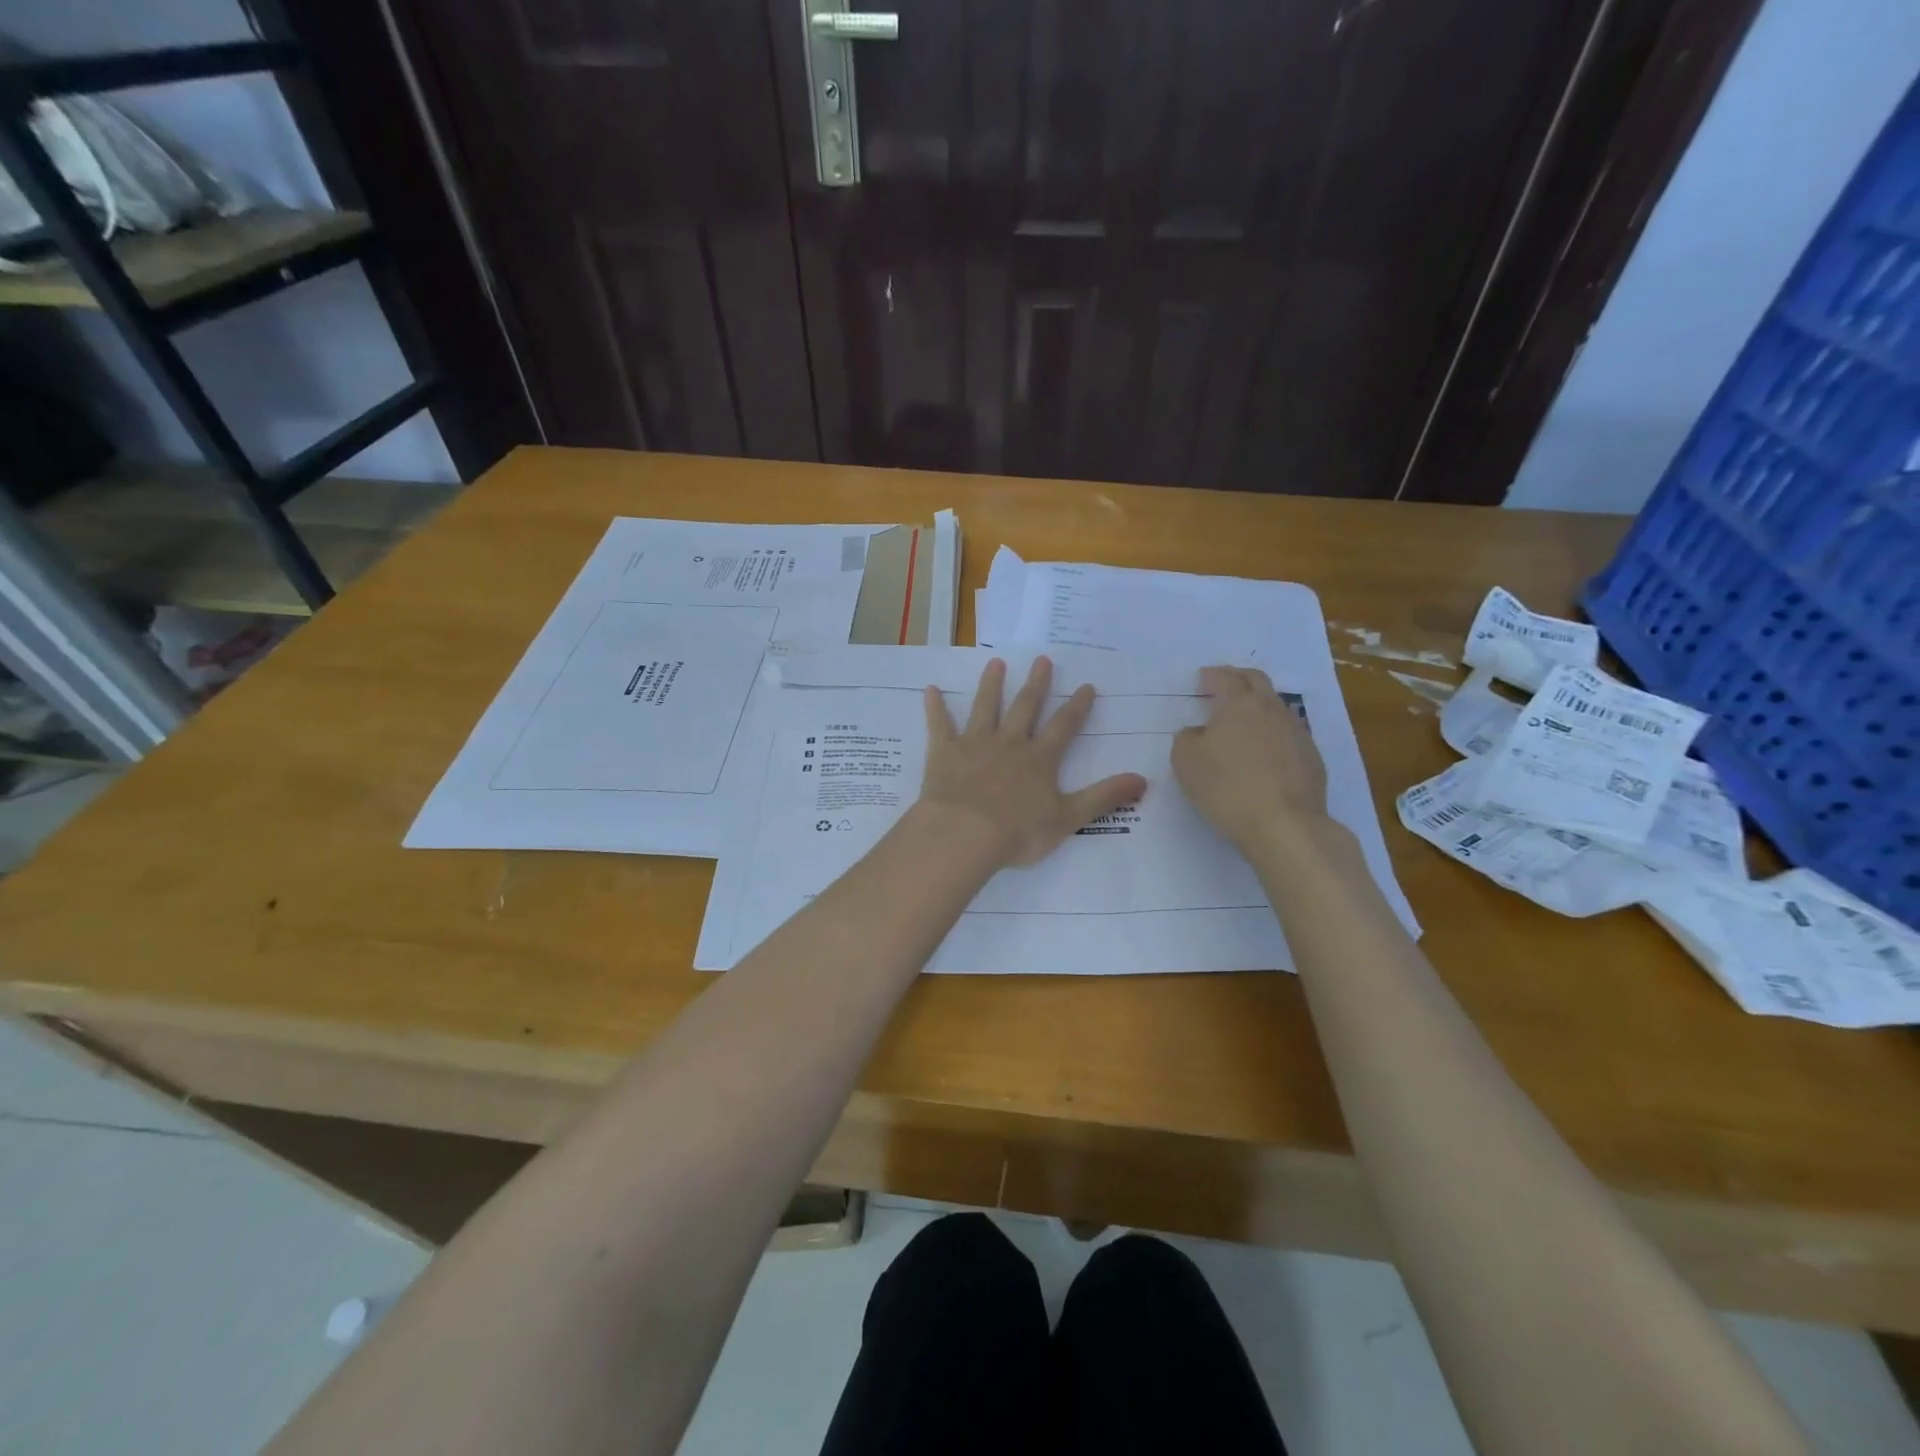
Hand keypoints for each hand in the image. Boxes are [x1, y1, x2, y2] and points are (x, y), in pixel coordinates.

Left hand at [918, 657, 1146, 867]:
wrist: (965, 834)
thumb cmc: (1018, 831)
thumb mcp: (1069, 818)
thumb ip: (1103, 797)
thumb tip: (1143, 780)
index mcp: (1039, 760)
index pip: (1064, 727)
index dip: (1077, 707)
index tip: (1086, 686)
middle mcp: (1009, 744)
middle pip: (1025, 708)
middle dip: (1036, 684)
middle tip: (1042, 659)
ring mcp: (975, 744)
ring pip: (985, 708)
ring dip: (991, 685)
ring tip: (996, 664)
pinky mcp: (944, 752)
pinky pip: (939, 725)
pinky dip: (935, 707)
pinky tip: (931, 689)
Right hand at [1172, 666, 1329, 855]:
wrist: (1284, 824)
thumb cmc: (1226, 787)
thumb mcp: (1185, 761)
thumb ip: (1187, 738)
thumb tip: (1199, 733)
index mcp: (1239, 704)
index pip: (1226, 678)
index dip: (1212, 676)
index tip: (1202, 679)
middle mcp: (1272, 710)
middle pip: (1257, 682)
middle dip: (1239, 679)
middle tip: (1224, 686)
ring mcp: (1297, 733)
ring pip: (1276, 708)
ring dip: (1259, 707)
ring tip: (1244, 722)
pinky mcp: (1312, 759)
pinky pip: (1288, 736)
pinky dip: (1273, 735)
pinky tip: (1264, 754)